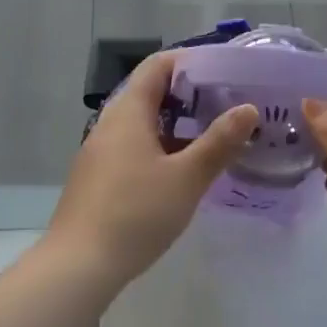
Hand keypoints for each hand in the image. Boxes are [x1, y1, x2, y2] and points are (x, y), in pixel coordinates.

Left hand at [46, 52, 257, 290]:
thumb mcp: (186, 178)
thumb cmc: (136, 213)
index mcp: (128, 112)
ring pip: (142, 123)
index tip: (223, 70)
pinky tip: (182, 169)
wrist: (78, 265)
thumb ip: (219, 142)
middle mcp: (110, 124)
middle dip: (188, 94)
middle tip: (227, 104)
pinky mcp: (98, 177)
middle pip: (150, 93)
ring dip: (176, 123)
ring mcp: (100, 152)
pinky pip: (133, 147)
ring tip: (212, 135)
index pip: (157, 66)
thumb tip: (248, 109)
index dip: (189, 61)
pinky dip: (160, 146)